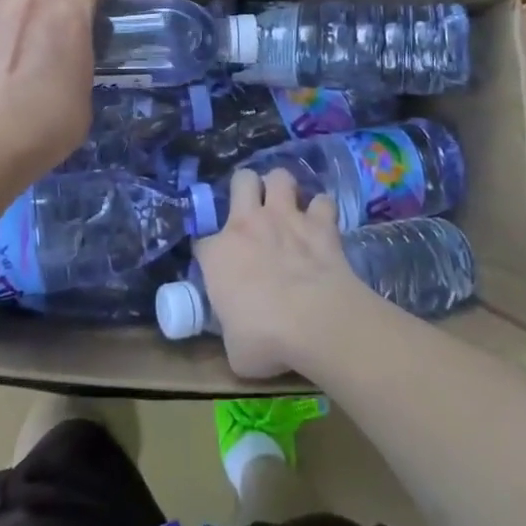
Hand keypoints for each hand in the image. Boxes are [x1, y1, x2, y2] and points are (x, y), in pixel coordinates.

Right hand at [194, 168, 374, 378]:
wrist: (315, 322)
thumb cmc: (265, 339)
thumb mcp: (234, 348)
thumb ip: (230, 332)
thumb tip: (237, 335)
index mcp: (217, 253)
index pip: (202, 242)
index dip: (210, 254)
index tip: (218, 269)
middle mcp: (247, 224)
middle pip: (241, 180)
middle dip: (246, 189)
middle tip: (253, 210)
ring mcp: (286, 218)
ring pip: (280, 177)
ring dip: (283, 188)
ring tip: (287, 205)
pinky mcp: (321, 225)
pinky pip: (323, 202)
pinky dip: (322, 211)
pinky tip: (322, 223)